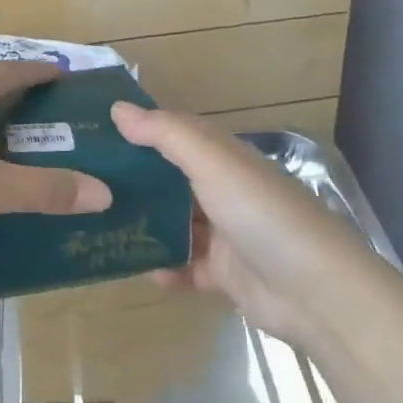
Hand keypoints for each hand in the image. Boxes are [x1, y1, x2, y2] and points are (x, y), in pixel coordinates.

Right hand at [110, 102, 381, 342]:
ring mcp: (224, 233)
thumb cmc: (264, 215)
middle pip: (168, 180)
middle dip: (132, 181)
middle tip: (84, 183)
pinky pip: (184, 266)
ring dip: (143, 225)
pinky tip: (142, 269)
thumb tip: (117, 108)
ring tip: (99, 226)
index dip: (138, 129)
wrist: (319, 295)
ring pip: (172, 223)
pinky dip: (165, 268)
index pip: (174, 134)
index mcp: (224, 158)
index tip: (93, 132)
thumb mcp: (214, 165)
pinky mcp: (223, 273)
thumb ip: (166, 135)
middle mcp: (222, 191)